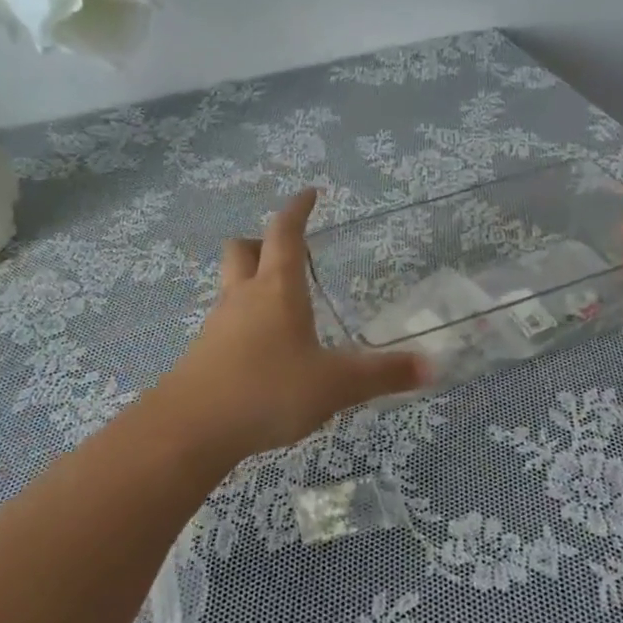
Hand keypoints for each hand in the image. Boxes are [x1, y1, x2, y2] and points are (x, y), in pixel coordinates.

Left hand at [163, 189, 429, 459]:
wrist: (191, 428)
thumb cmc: (268, 390)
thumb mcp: (335, 385)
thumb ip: (382, 375)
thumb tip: (431, 366)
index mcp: (277, 289)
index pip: (285, 232)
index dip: (297, 210)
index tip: (309, 194)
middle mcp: (243, 297)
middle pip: (242, 249)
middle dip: (261, 241)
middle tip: (285, 252)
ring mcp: (218, 324)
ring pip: (230, 286)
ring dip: (250, 282)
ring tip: (279, 305)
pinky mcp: (203, 353)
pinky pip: (224, 322)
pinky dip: (242, 322)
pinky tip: (260, 350)